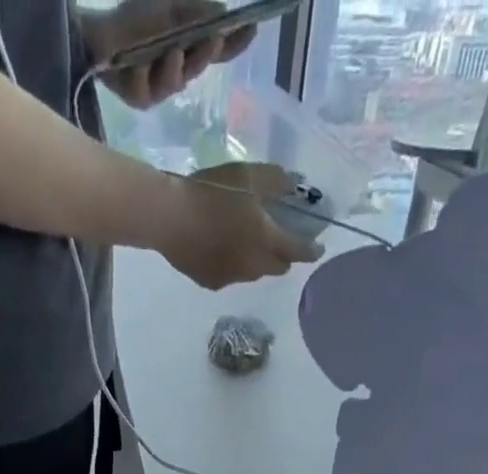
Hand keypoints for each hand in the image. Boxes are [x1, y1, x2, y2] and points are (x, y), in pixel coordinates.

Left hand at [86, 0, 254, 108]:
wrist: (95, 35)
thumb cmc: (133, 17)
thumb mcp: (170, 8)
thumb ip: (197, 15)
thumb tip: (224, 16)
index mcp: (188, 47)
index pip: (217, 49)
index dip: (234, 43)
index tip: (252, 29)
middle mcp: (177, 70)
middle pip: (198, 65)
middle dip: (204, 52)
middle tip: (212, 37)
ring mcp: (159, 88)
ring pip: (175, 81)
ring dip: (174, 66)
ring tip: (171, 51)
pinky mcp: (140, 100)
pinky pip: (147, 89)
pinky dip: (143, 72)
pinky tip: (136, 62)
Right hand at [155, 162, 321, 288]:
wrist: (169, 218)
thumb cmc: (211, 192)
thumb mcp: (248, 175)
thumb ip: (276, 181)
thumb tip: (296, 184)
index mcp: (266, 241)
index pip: (298, 251)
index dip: (311, 250)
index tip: (318, 248)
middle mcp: (253, 266)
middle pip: (277, 268)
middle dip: (284, 258)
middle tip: (282, 243)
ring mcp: (231, 278)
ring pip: (254, 274)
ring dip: (258, 262)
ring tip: (248, 245)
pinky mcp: (211, 283)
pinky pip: (231, 277)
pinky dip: (234, 266)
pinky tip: (223, 251)